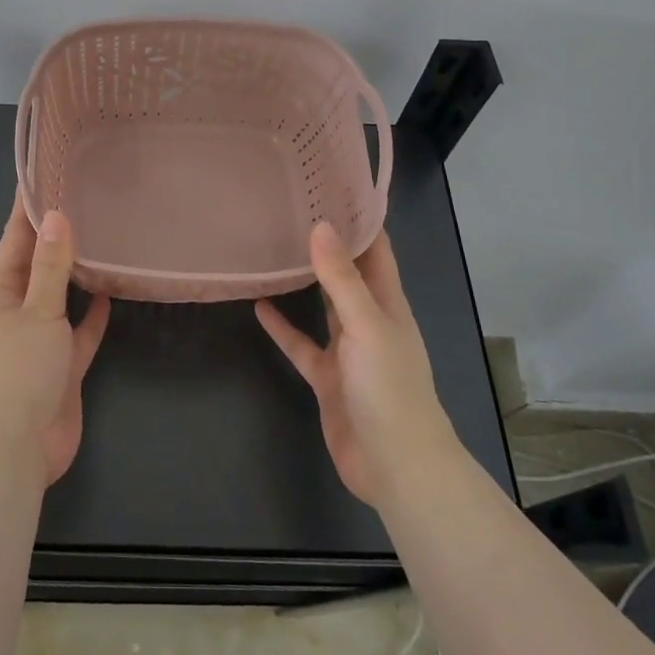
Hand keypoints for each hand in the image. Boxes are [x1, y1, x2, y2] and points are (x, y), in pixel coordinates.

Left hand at [0, 201, 111, 485]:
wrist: (14, 450)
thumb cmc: (17, 370)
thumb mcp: (36, 311)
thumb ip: (50, 266)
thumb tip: (56, 214)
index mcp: (0, 292)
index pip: (14, 238)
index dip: (27, 206)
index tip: (44, 172)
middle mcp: (17, 310)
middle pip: (38, 263)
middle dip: (56, 234)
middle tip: (86, 198)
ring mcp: (39, 339)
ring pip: (61, 296)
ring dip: (77, 272)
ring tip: (103, 237)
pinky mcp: (62, 365)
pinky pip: (80, 331)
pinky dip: (94, 314)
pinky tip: (113, 292)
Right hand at [256, 222, 455, 508]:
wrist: (395, 466)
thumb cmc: (390, 389)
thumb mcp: (367, 326)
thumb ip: (342, 279)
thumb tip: (321, 226)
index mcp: (388, 305)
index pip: (377, 251)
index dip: (360, 220)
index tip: (332, 187)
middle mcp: (369, 321)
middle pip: (349, 274)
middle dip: (330, 245)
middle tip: (296, 209)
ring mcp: (348, 351)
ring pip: (324, 306)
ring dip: (305, 281)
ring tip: (276, 248)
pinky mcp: (327, 378)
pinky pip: (302, 344)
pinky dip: (283, 327)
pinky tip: (259, 306)